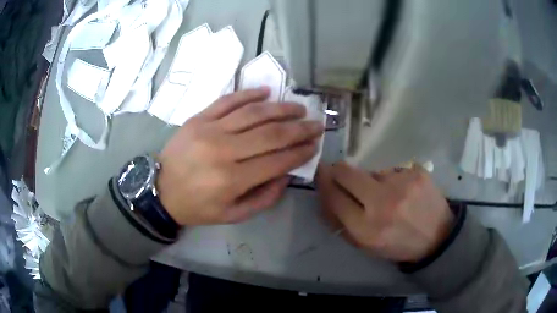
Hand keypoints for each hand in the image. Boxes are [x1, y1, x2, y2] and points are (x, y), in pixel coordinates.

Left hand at [157, 88, 323, 225]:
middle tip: (316, 124)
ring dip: (281, 108)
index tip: (315, 145)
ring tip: (298, 108)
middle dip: (299, 129)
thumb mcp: (232, 215)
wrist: (160, 190)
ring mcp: (210, 130)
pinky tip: (267, 92)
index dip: (300, 152)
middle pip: (270, 134)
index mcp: (232, 180)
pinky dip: (249, 94)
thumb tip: (286, 174)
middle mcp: (224, 151)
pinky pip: (228, 100)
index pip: (277, 160)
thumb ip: (264, 198)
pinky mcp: (199, 118)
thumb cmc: (197, 206)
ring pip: (253, 113)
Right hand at [316, 162, 452, 262]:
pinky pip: (391, 170)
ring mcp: (401, 184)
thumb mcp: (366, 245)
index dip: (323, 182)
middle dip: (338, 171)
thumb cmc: (398, 245)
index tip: (320, 173)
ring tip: (387, 194)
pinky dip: (391, 179)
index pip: (333, 197)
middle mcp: (382, 204)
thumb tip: (325, 196)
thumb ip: (341, 223)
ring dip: (371, 180)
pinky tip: (403, 191)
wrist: (438, 237)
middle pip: (346, 173)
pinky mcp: (416, 172)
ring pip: (371, 171)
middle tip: (340, 173)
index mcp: (366, 229)